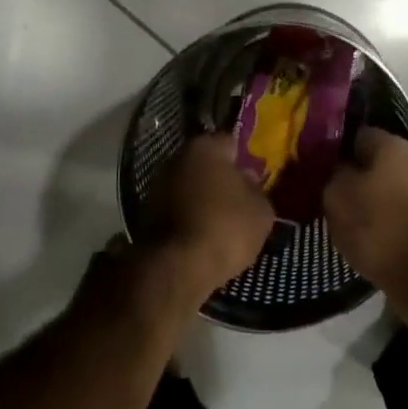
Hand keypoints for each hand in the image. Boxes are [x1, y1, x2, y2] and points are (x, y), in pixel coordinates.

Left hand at [143, 133, 274, 309]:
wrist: (177, 266)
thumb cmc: (226, 227)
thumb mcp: (261, 210)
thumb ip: (256, 188)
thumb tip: (246, 179)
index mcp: (205, 147)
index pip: (230, 142)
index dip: (244, 158)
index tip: (255, 176)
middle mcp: (177, 158)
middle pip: (206, 163)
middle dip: (221, 178)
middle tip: (240, 199)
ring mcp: (158, 185)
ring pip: (190, 186)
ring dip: (203, 198)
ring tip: (223, 221)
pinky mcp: (147, 213)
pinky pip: (178, 209)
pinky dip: (189, 217)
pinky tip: (204, 234)